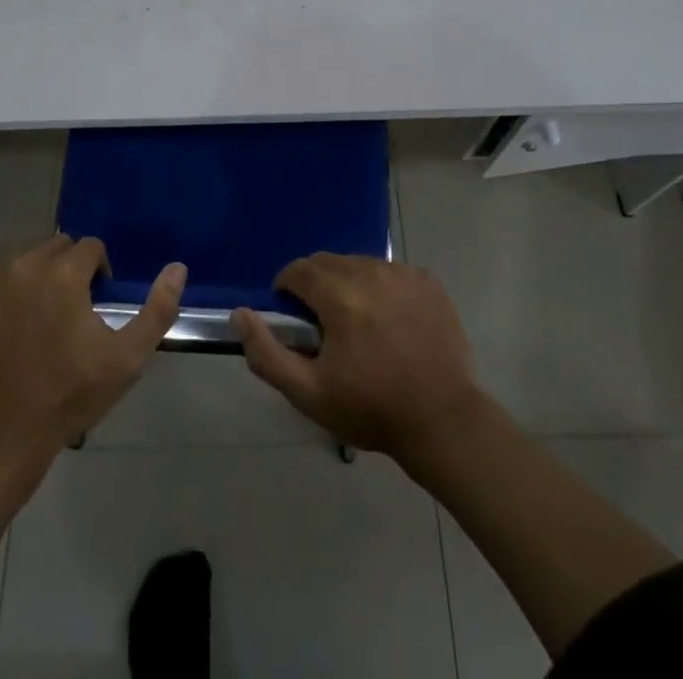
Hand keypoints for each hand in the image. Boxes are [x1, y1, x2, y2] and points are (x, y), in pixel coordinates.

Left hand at [0, 235, 184, 463]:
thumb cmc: (67, 397)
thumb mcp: (126, 360)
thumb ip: (158, 309)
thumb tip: (178, 267)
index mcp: (62, 273)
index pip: (91, 248)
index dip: (100, 274)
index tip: (97, 308)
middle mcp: (23, 266)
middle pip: (58, 247)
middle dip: (70, 271)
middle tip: (73, 314)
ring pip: (26, 260)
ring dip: (40, 277)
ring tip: (43, 320)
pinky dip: (8, 293)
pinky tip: (12, 330)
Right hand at [234, 255, 479, 461]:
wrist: (442, 421)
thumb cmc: (371, 409)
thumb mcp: (309, 393)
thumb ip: (267, 353)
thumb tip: (240, 314)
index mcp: (340, 296)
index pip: (298, 270)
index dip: (287, 289)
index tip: (294, 318)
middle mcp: (370, 272)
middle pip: (328, 262)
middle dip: (317, 285)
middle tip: (325, 325)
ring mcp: (403, 273)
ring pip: (360, 264)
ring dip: (349, 284)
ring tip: (359, 324)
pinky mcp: (428, 281)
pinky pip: (391, 271)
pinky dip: (383, 287)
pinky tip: (391, 321)